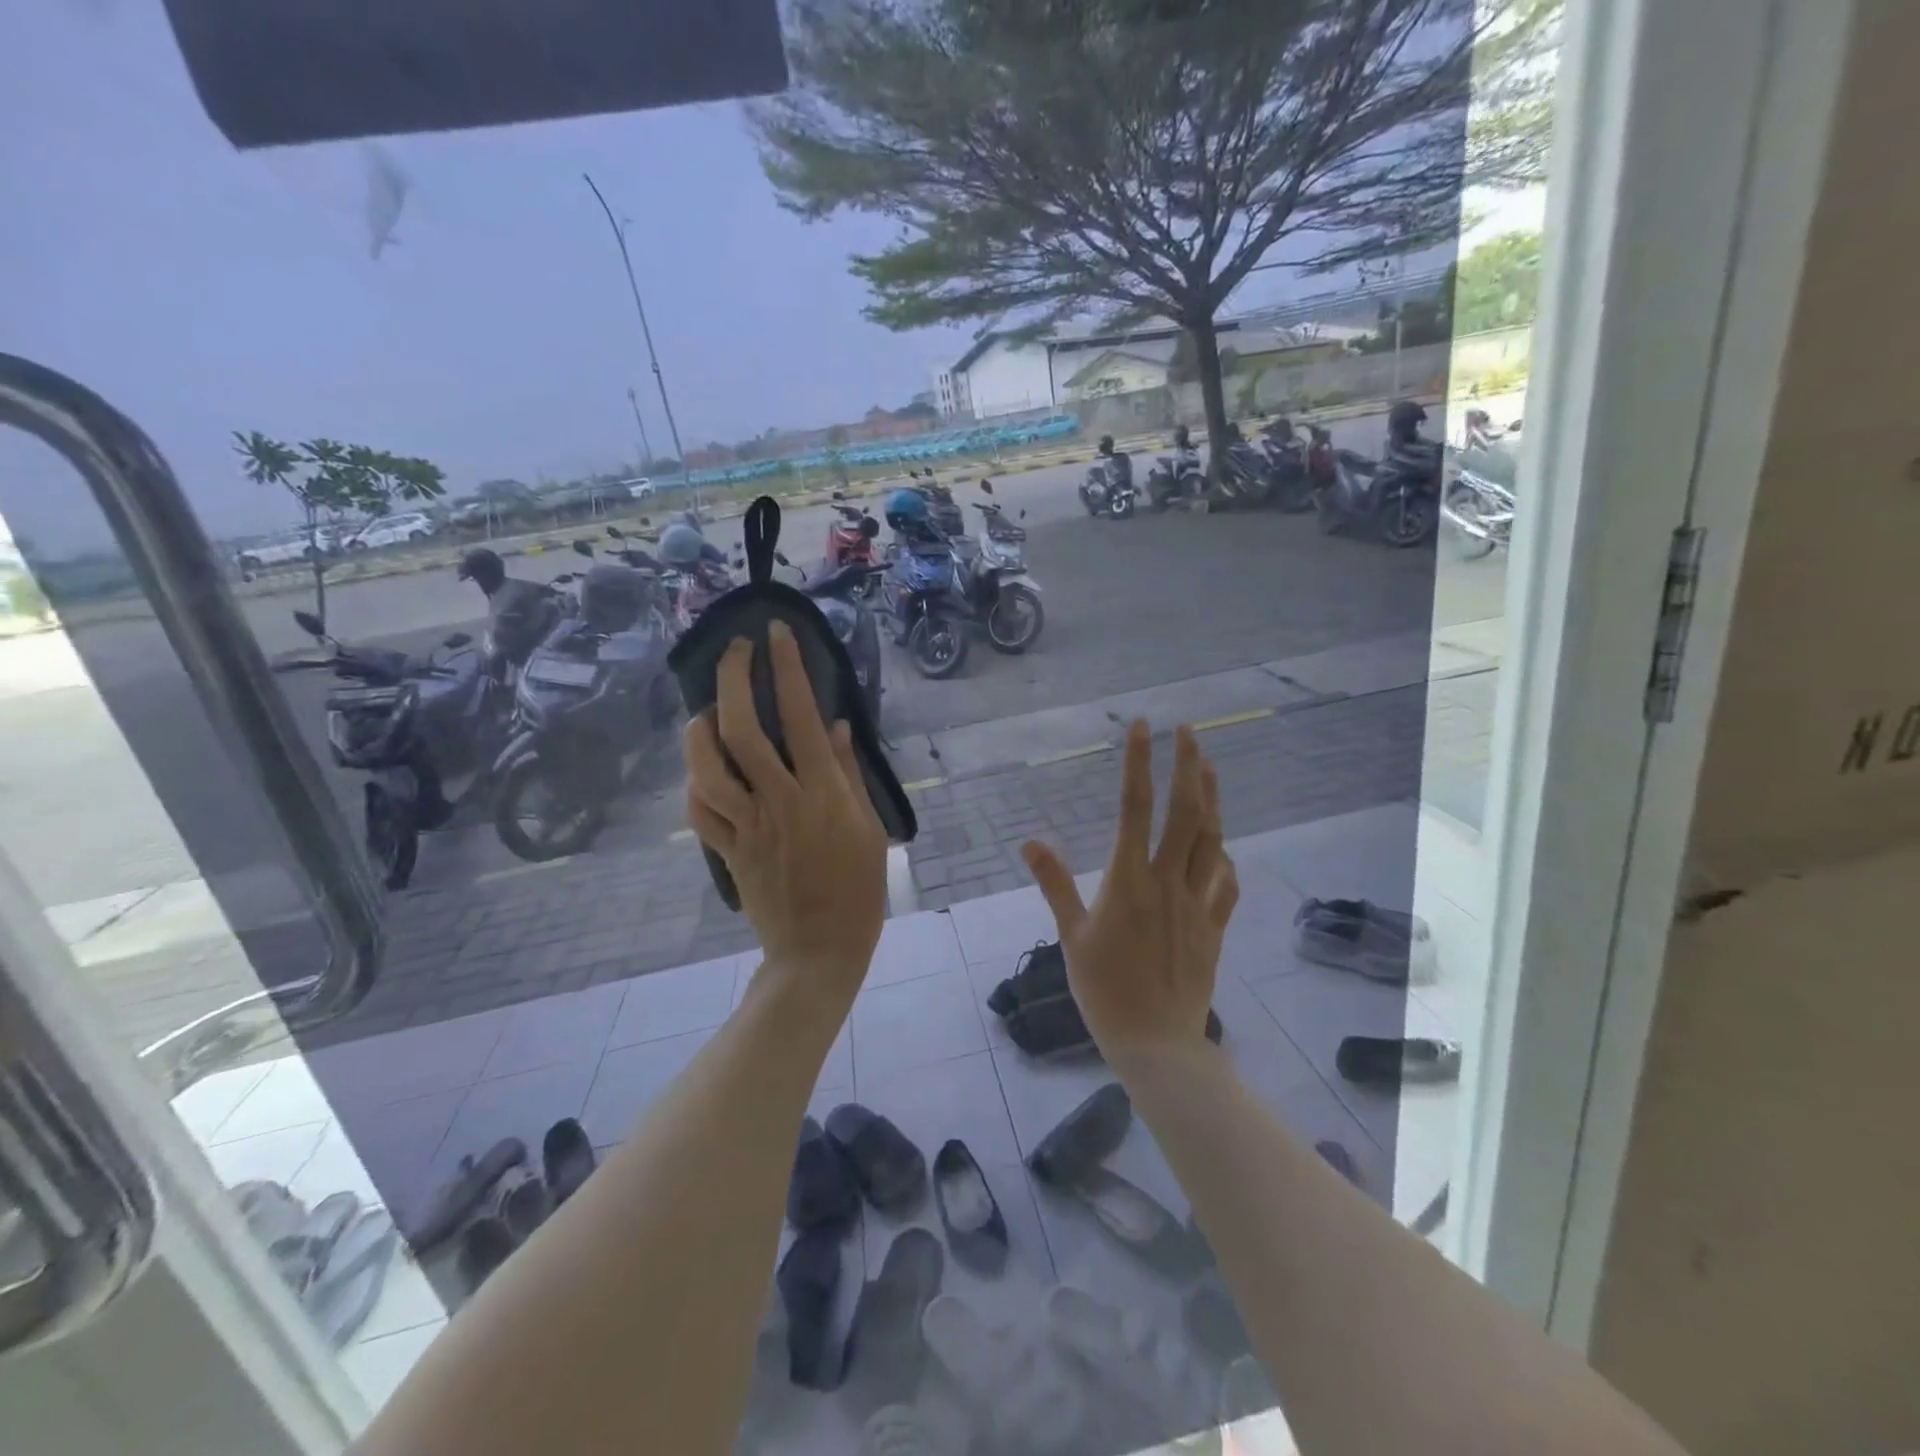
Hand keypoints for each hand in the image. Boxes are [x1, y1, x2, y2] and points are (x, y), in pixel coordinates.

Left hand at [685, 623, 886, 1004]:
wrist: (820, 952)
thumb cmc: (859, 891)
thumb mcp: (870, 829)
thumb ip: (848, 775)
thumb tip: (834, 726)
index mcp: (823, 794)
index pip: (799, 717)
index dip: (785, 669)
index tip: (775, 634)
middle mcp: (780, 801)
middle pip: (741, 730)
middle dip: (732, 680)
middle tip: (735, 652)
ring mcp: (748, 827)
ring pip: (706, 768)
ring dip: (699, 730)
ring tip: (707, 710)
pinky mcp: (728, 852)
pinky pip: (700, 813)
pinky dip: (696, 786)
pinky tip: (704, 772)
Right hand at [1022, 721, 1237, 1065]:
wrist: (1156, 1042)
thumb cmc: (1104, 990)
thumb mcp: (1071, 937)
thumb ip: (1055, 884)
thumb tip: (1030, 841)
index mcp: (1129, 879)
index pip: (1135, 807)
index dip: (1139, 763)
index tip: (1142, 726)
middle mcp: (1168, 881)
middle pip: (1186, 812)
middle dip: (1189, 766)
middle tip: (1189, 731)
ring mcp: (1197, 902)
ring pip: (1213, 839)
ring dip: (1213, 799)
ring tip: (1209, 767)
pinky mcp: (1214, 926)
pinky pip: (1225, 882)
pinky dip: (1224, 857)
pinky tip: (1222, 846)